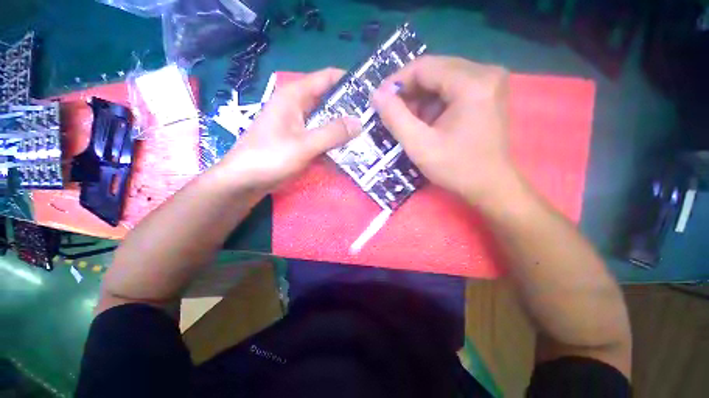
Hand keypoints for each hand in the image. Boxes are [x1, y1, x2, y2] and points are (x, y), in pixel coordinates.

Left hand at [217, 68, 361, 191]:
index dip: (349, 81)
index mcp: (295, 96)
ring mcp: (299, 125)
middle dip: (351, 108)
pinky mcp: (300, 141)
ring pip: (327, 120)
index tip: (371, 91)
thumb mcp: (303, 145)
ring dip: (344, 127)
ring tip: (368, 132)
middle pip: (329, 100)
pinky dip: (334, 140)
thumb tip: (359, 123)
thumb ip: (332, 133)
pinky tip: (350, 147)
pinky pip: (322, 136)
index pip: (327, 78)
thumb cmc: (269, 158)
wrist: (245, 181)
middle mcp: (298, 106)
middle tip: (374, 117)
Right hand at [372, 56, 516, 203]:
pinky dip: (434, 102)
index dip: (397, 82)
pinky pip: (453, 88)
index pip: (424, 67)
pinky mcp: (488, 92)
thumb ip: (395, 118)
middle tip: (392, 112)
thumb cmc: (456, 168)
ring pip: (442, 79)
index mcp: (472, 83)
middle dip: (409, 91)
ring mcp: (490, 81)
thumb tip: (377, 95)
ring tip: (409, 121)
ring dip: (421, 98)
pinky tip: (427, 121)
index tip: (380, 100)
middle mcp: (485, 73)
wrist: (490, 185)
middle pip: (434, 70)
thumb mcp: (419, 146)